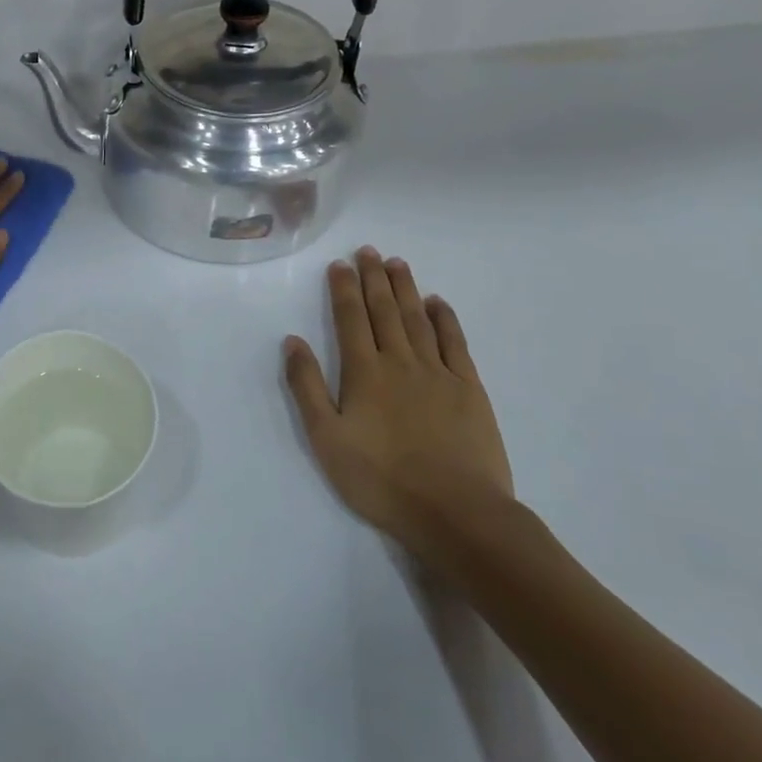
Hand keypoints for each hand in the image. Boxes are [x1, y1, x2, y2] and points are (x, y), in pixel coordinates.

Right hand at [283, 247, 513, 553]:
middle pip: (384, 311)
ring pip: (417, 319)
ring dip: (405, 289)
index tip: (340, 263)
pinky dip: (445, 319)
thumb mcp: (327, 438)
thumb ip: (307, 387)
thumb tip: (292, 341)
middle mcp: (400, 362)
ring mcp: (438, 373)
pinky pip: (454, 343)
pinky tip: (437, 303)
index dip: (343, 289)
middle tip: (368, 250)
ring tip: (397, 263)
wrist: (455, 511)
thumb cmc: (381, 479)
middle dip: (373, 279)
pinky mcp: (469, 389)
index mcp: (364, 372)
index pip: (350, 319)